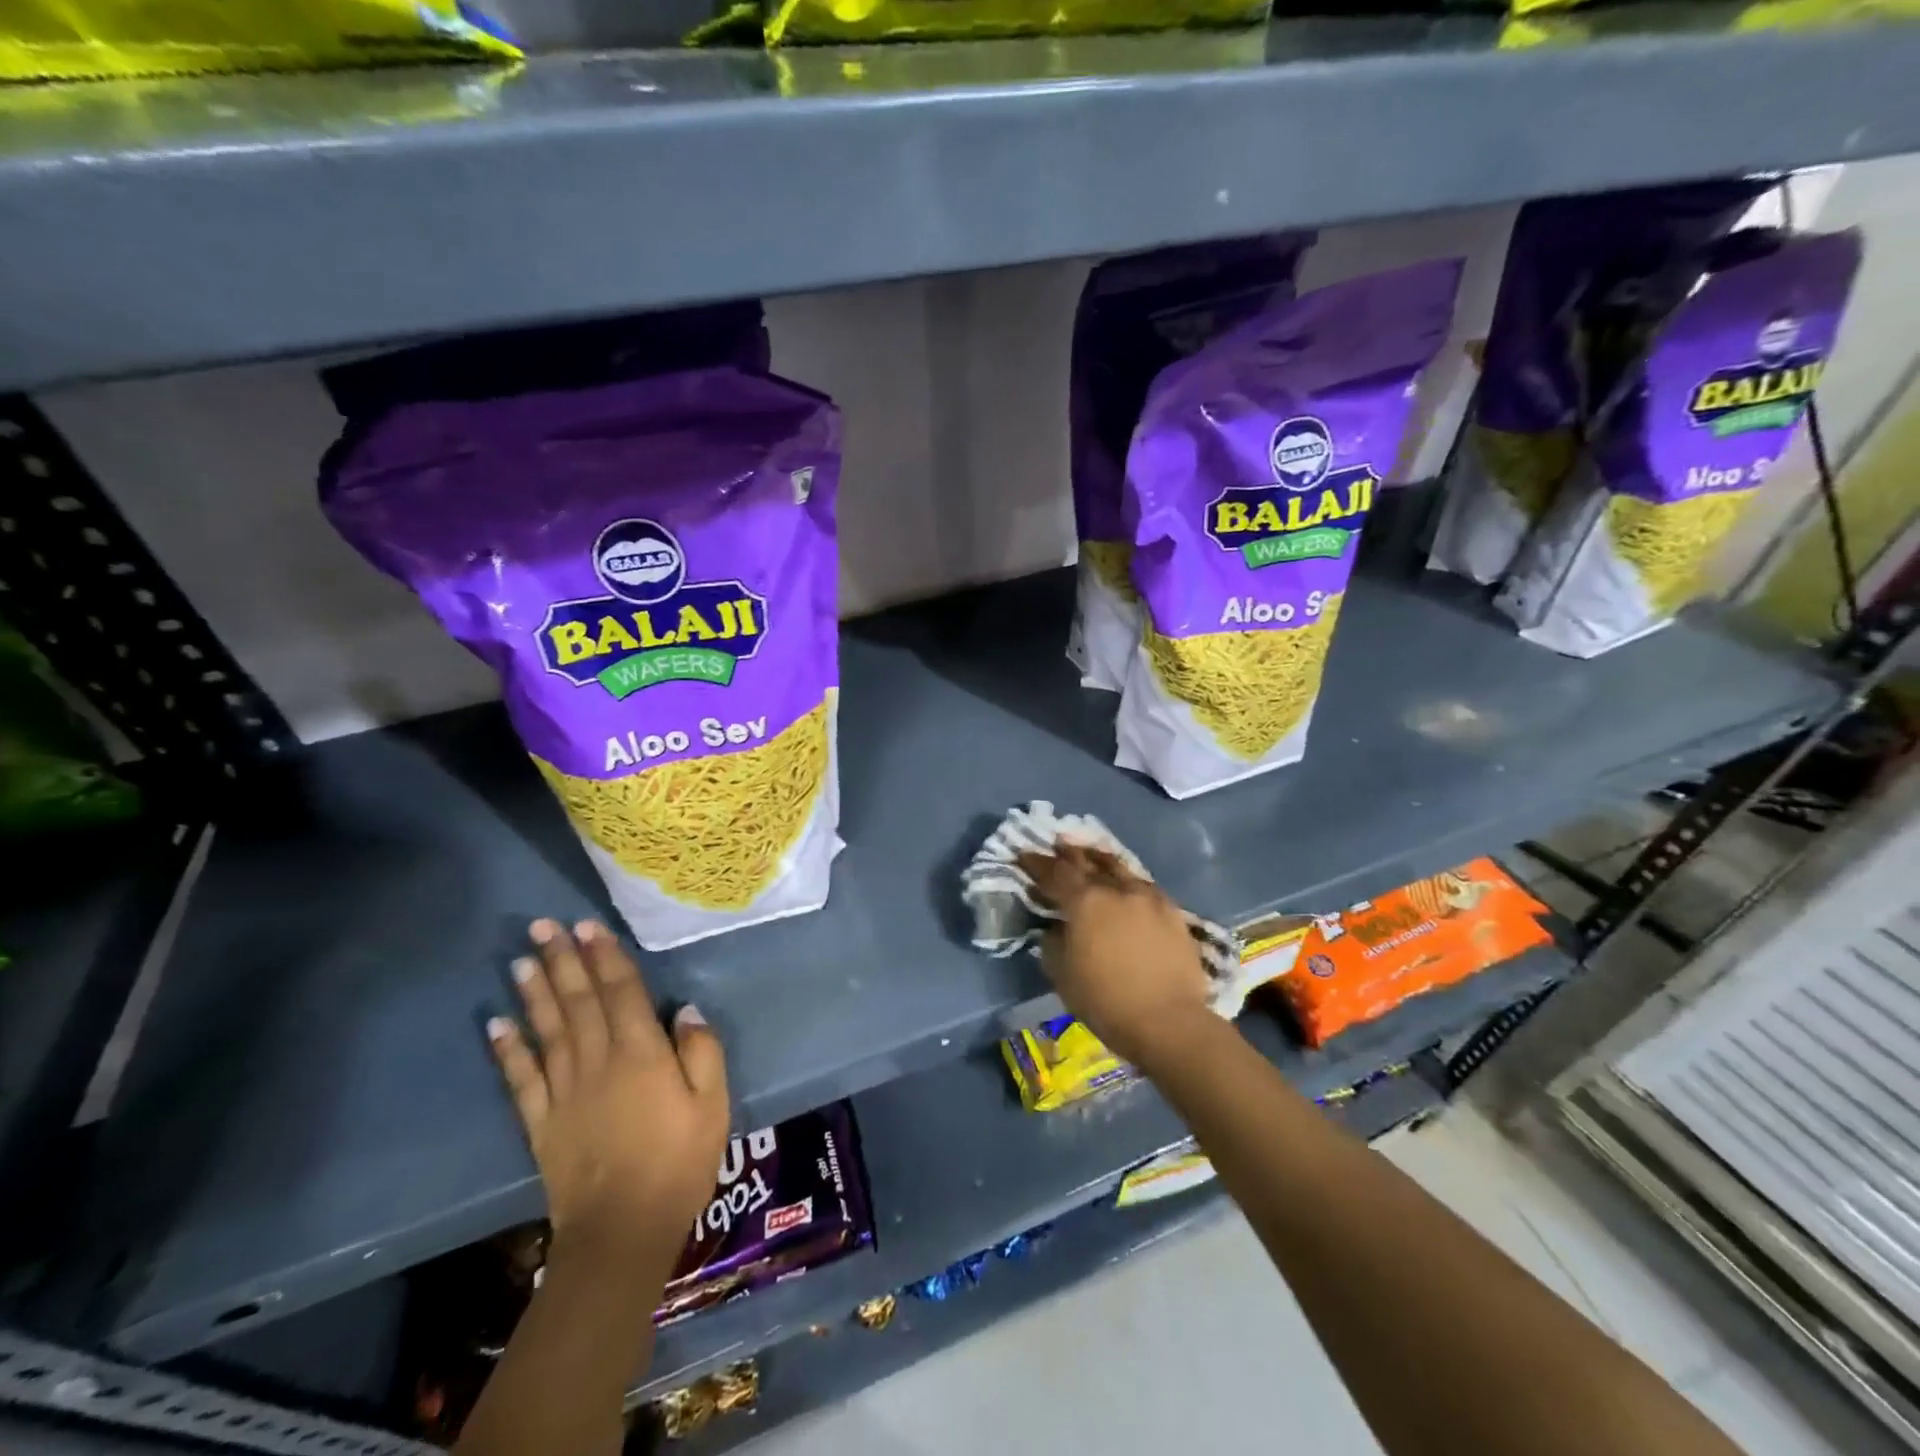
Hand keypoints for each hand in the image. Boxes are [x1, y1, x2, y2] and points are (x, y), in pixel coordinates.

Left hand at [487, 919, 728, 1263]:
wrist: (623, 1231)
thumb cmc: (680, 1161)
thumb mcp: (713, 1104)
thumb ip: (701, 1051)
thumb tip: (684, 1008)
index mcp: (642, 1054)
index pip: (621, 993)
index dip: (605, 957)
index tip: (588, 925)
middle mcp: (598, 1062)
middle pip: (579, 1001)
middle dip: (562, 960)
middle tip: (543, 924)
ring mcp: (564, 1091)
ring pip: (548, 1030)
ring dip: (535, 992)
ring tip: (522, 958)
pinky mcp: (542, 1122)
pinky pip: (521, 1078)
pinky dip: (507, 1049)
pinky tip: (496, 1023)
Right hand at [1016, 844, 1214, 1067]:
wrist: (1169, 1022)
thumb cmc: (1106, 1001)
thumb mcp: (1062, 974)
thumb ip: (1054, 942)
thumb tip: (1057, 927)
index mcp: (1085, 901)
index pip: (1055, 871)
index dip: (1037, 862)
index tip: (1024, 855)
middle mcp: (1116, 888)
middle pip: (1088, 861)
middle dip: (1069, 853)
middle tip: (1057, 846)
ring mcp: (1148, 897)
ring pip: (1119, 867)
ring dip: (1100, 860)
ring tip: (1091, 856)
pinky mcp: (1172, 911)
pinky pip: (1143, 885)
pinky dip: (1127, 881)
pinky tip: (1126, 887)